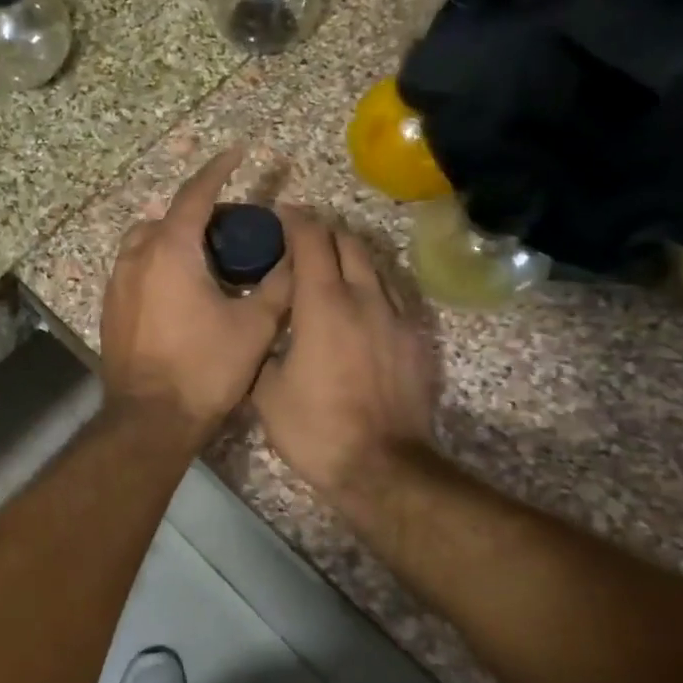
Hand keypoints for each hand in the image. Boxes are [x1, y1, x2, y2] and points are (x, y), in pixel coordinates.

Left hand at [101, 148, 293, 444]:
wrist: (150, 419)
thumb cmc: (205, 369)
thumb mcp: (255, 326)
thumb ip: (279, 285)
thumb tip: (296, 257)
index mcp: (170, 250)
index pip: (196, 194)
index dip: (219, 169)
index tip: (238, 152)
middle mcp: (136, 258)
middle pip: (165, 217)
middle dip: (196, 213)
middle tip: (229, 229)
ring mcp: (117, 285)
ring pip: (144, 243)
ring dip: (172, 239)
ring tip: (204, 260)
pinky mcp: (110, 310)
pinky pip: (133, 271)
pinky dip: (156, 265)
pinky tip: (180, 292)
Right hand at [253, 209, 437, 512]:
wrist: (382, 467)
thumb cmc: (315, 429)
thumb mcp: (267, 391)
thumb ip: (265, 348)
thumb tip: (266, 329)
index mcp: (323, 305)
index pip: (312, 240)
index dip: (295, 220)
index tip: (280, 214)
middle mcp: (365, 298)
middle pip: (348, 242)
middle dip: (324, 231)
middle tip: (302, 238)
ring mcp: (397, 317)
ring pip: (376, 266)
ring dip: (351, 255)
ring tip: (332, 265)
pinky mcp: (417, 339)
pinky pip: (395, 296)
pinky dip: (374, 286)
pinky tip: (363, 303)